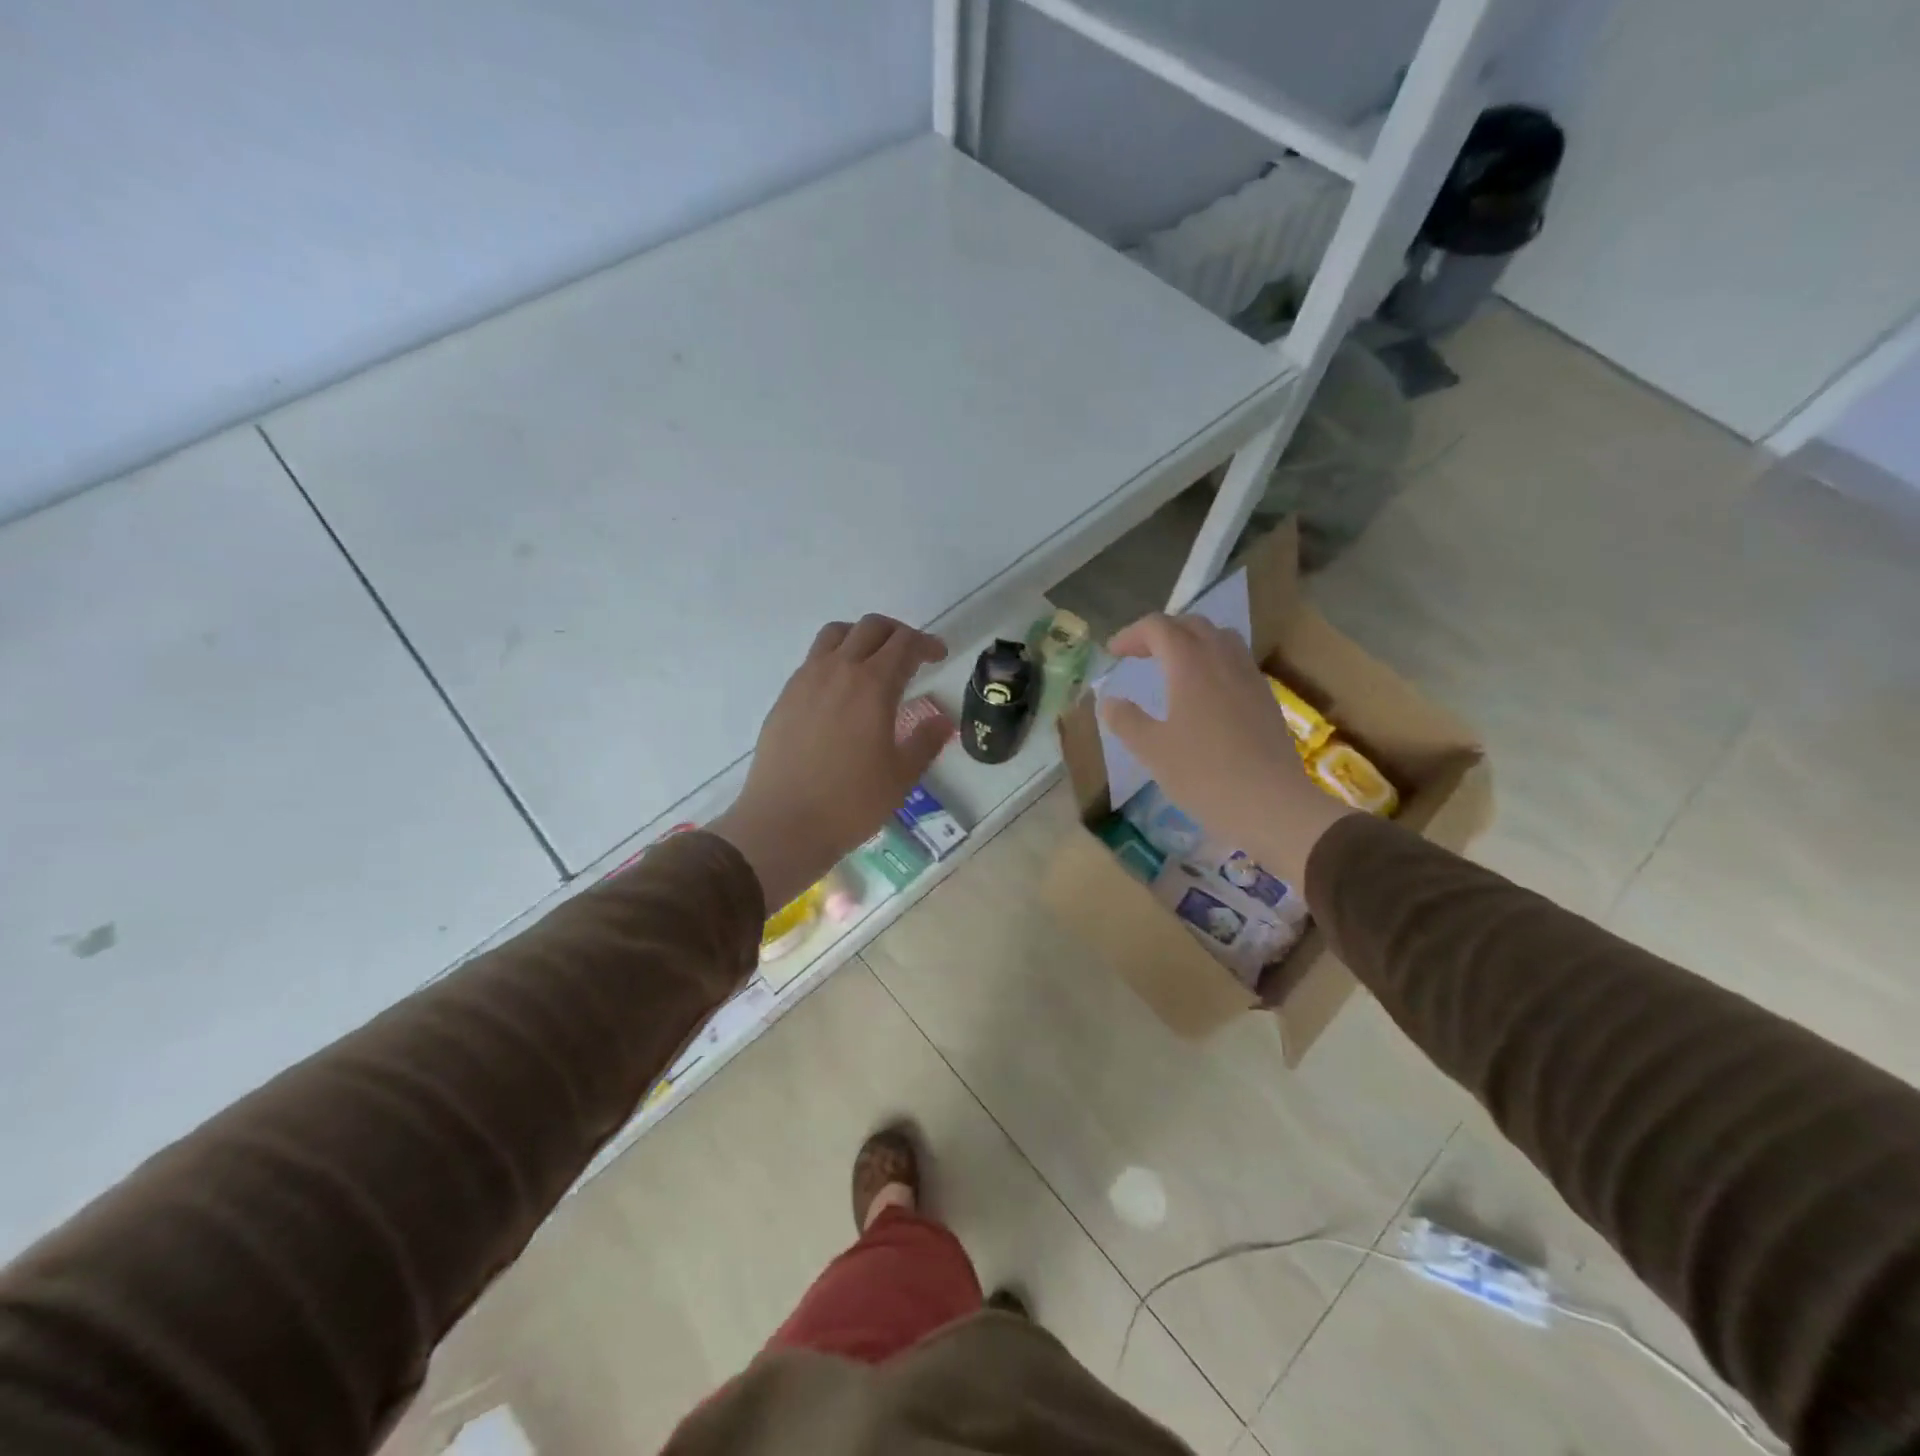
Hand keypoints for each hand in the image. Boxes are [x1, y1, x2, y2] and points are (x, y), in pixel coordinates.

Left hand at [710, 615, 951, 909]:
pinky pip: (813, 660)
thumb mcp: (901, 776)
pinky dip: (834, 659)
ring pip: (835, 634)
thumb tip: (942, 720)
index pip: (904, 643)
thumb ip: (925, 741)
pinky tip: (841, 692)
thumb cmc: (851, 802)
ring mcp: (805, 680)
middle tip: (911, 655)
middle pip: (870, 628)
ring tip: (873, 662)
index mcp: (872, 685)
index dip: (926, 643)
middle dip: (897, 633)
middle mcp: (838, 671)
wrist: (783, 823)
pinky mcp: (785, 697)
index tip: (939, 656)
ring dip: (861, 637)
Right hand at [1100, 613, 1352, 889]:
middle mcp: (1222, 659)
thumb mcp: (1151, 750)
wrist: (1271, 804)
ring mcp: (1249, 677)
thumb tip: (1109, 701)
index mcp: (1190, 664)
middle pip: (1191, 625)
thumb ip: (1125, 720)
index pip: (1158, 627)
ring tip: (1173, 666)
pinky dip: (1213, 661)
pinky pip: (1236, 661)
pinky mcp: (1265, 698)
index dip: (1131, 635)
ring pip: (1219, 638)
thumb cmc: (1203, 774)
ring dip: (1191, 641)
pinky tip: (1205, 693)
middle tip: (1139, 654)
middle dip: (1161, 632)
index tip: (1112, 654)